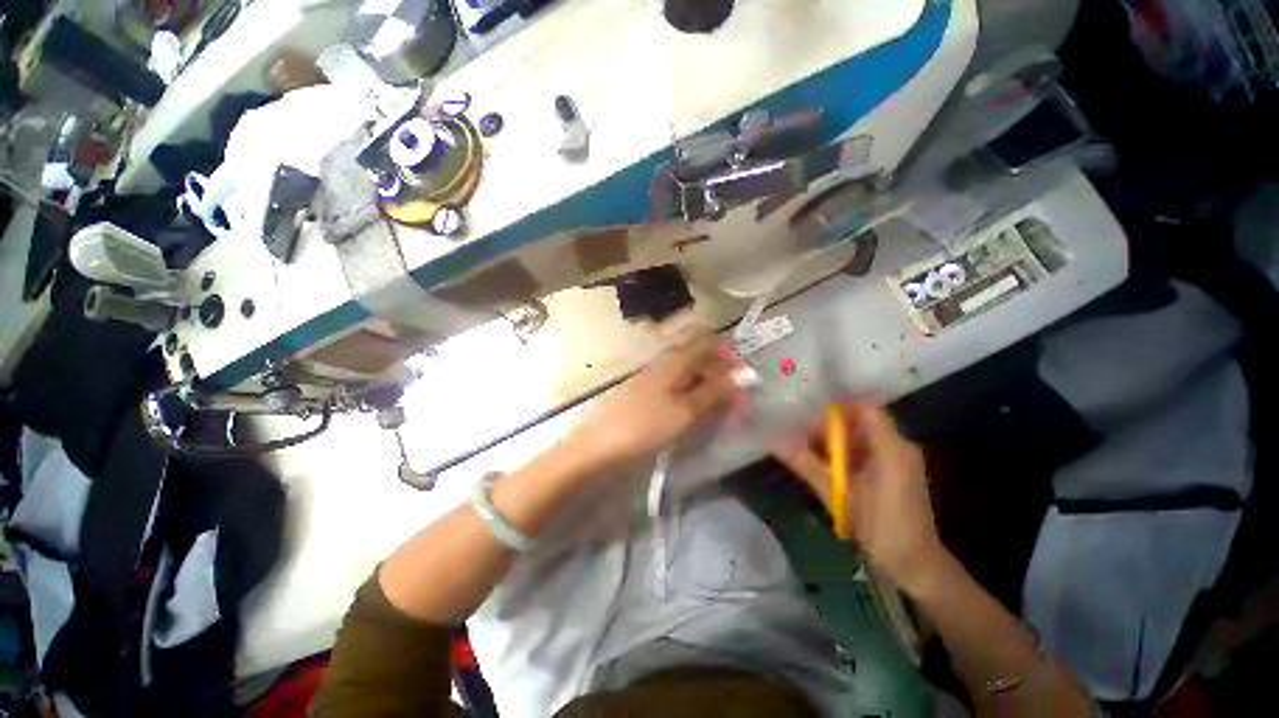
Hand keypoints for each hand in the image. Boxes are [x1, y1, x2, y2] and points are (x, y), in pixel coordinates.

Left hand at [567, 335, 742, 472]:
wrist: (600, 445)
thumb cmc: (645, 425)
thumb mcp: (685, 410)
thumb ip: (714, 391)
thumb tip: (744, 374)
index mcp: (674, 360)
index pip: (705, 341)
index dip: (727, 352)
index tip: (743, 374)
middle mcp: (663, 362)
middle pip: (697, 356)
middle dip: (719, 371)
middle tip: (735, 397)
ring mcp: (652, 377)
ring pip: (686, 372)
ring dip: (706, 384)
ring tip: (720, 406)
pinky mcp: (645, 393)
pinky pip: (675, 385)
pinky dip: (691, 394)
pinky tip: (694, 410)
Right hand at [772, 402, 947, 589]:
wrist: (917, 565)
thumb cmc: (881, 529)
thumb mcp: (839, 495)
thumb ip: (807, 465)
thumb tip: (776, 443)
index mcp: (891, 448)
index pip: (863, 409)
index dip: (834, 408)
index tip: (806, 412)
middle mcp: (898, 446)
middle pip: (859, 421)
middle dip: (828, 426)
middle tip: (798, 433)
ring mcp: (898, 459)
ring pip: (860, 436)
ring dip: (834, 441)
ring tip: (804, 446)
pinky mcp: (894, 472)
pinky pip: (865, 451)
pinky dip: (844, 453)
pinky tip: (824, 463)